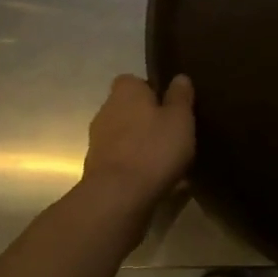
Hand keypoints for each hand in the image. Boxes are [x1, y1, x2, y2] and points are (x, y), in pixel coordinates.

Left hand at [82, 73, 195, 216]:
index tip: (170, 105)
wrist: (117, 199)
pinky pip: (122, 162)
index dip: (152, 90)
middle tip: (173, 133)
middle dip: (147, 120)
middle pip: (129, 110)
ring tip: (168, 161)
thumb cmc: (153, 148)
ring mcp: (98, 143)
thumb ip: (180, 96)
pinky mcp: (97, 171)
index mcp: (125, 92)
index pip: (135, 81)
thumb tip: (179, 77)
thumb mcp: (180, 118)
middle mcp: (106, 111)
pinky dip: (136, 168)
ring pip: (125, 137)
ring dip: (141, 145)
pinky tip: (156, 181)